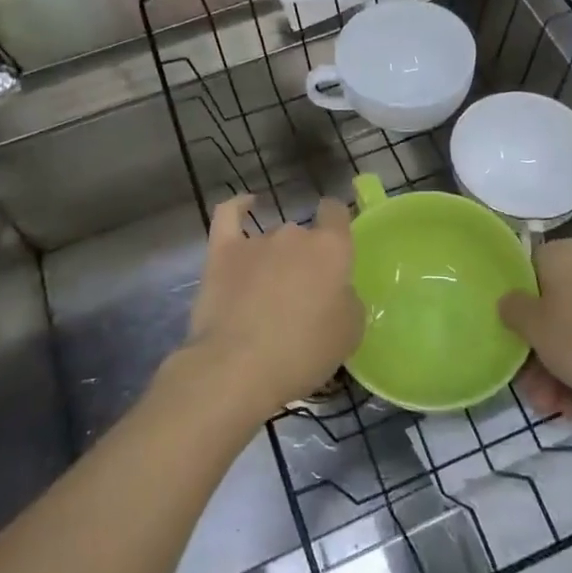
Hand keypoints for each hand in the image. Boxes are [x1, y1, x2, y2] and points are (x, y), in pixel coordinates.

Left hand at [179, 195, 362, 418]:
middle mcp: (295, 235)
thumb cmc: (303, 352)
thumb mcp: (349, 334)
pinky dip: (238, 207)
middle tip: (301, 299)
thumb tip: (336, 292)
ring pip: (272, 241)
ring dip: (274, 260)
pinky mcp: (222, 252)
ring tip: (268, 295)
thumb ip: (347, 301)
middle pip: (304, 236)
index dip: (337, 224)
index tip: (336, 247)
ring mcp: (256, 241)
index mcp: (331, 249)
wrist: (238, 367)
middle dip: (304, 261)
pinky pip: (229, 216)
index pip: (337, 213)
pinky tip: (245, 205)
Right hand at [499, 239, 571, 419]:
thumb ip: (512, 309)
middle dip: (537, 351)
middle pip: (550, 306)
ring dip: (558, 370)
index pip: (525, 268)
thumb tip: (510, 301)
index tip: (507, 335)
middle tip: (531, 388)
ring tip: (553, 407)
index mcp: (564, 254)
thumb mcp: (534, 328)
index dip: (513, 303)